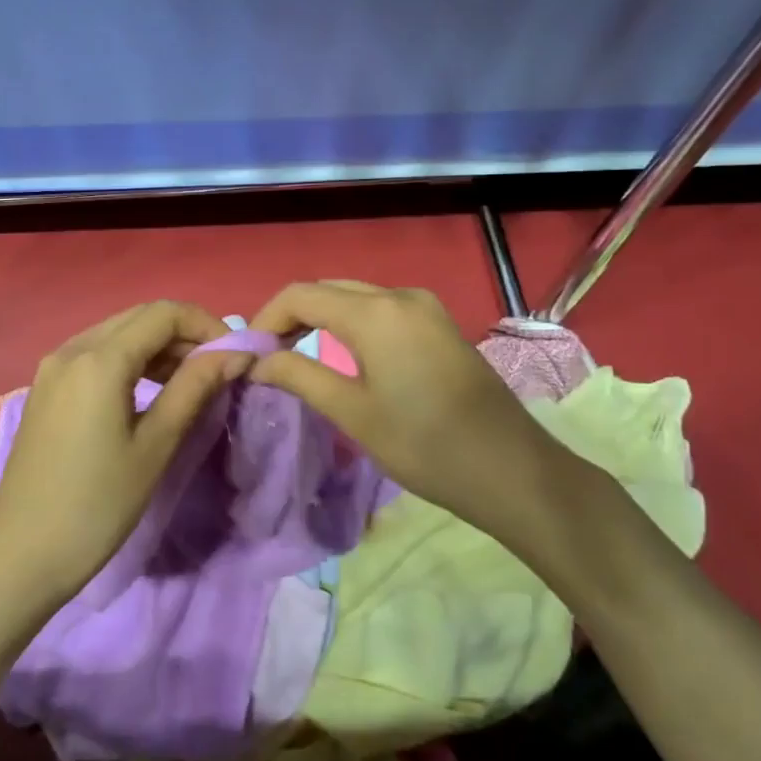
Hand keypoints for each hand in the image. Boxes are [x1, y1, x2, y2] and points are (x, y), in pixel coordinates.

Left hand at [0, 300, 254, 606]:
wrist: (22, 554)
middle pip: (139, 318)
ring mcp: (53, 367)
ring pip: (117, 334)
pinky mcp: (46, 388)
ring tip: (192, 382)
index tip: (235, 356)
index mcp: (98, 359)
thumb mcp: (155, 446)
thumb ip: (194, 389)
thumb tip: (235, 354)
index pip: (164, 313)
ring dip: (158, 347)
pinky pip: (96, 355)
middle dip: (184, 334)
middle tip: (218, 369)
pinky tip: (151, 392)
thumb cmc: (97, 504)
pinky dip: (131, 361)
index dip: (206, 325)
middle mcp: (72, 349)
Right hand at [248, 280, 581, 539]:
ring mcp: (425, 307)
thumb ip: (299, 376)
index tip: (248, 353)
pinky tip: (343, 354)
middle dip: (291, 316)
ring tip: (296, 354)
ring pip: (356, 297)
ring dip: (321, 317)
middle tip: (268, 356)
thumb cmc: (425, 445)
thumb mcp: (352, 413)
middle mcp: (399, 295)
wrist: (512, 470)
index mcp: (374, 312)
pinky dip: (351, 323)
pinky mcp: (440, 324)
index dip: (266, 318)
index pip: (300, 294)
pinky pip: (381, 309)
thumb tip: (257, 361)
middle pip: (328, 290)